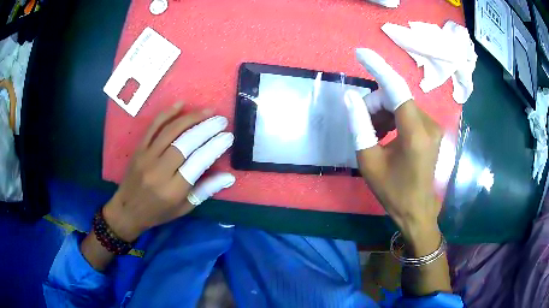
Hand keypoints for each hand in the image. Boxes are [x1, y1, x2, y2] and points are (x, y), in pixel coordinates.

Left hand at [103, 103, 234, 241]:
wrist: (127, 210)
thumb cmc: (158, 212)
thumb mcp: (184, 208)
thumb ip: (206, 190)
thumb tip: (229, 177)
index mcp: (173, 190)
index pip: (198, 162)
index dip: (215, 147)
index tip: (228, 136)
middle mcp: (159, 171)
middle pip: (185, 143)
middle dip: (206, 128)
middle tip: (221, 120)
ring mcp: (146, 157)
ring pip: (170, 131)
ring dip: (190, 118)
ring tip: (207, 111)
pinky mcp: (138, 149)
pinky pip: (153, 127)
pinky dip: (167, 114)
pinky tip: (180, 105)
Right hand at [345, 49, 442, 245]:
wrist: (417, 211)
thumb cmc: (393, 192)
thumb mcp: (369, 162)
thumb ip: (360, 126)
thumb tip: (351, 97)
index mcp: (415, 133)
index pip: (396, 88)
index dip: (378, 67)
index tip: (360, 53)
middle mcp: (429, 124)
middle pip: (395, 97)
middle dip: (375, 104)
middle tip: (361, 124)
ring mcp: (433, 126)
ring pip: (401, 104)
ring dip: (383, 112)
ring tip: (373, 135)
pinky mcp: (432, 131)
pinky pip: (408, 113)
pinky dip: (392, 118)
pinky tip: (385, 135)